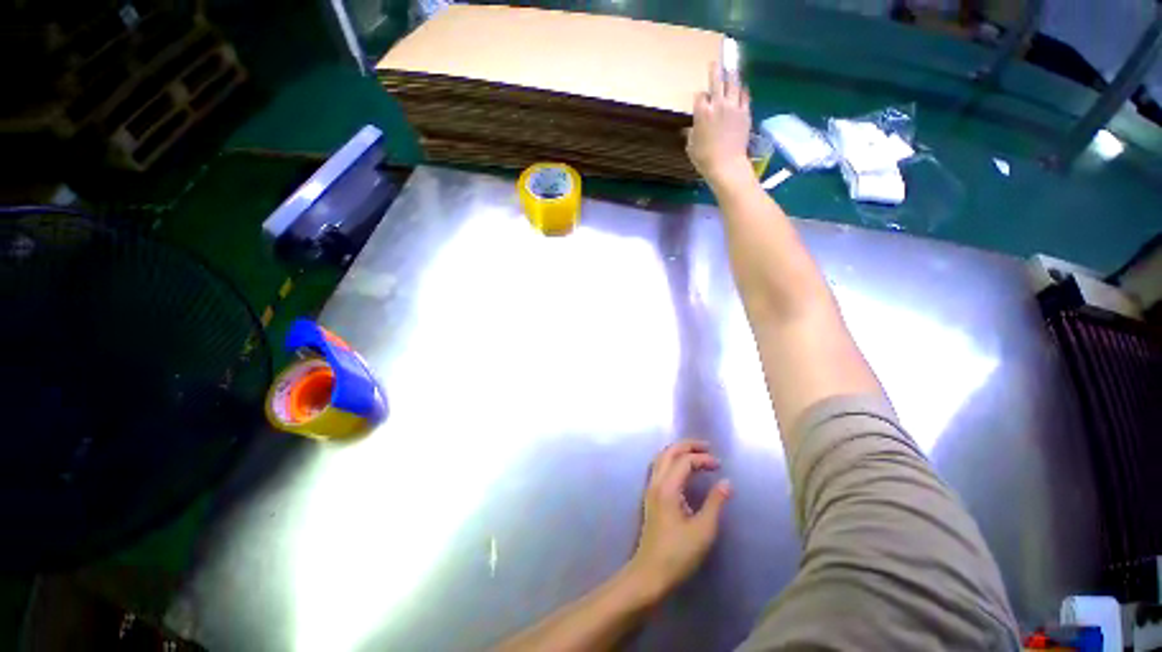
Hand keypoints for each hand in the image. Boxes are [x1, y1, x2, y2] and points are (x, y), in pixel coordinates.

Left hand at [628, 439, 731, 600]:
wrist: (650, 572)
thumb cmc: (678, 553)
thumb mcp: (703, 530)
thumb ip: (715, 503)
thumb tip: (727, 482)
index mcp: (667, 488)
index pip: (684, 461)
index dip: (703, 459)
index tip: (719, 466)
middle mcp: (656, 482)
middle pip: (669, 452)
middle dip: (687, 446)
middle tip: (706, 447)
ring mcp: (650, 488)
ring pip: (661, 457)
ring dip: (678, 451)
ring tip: (695, 453)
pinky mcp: (650, 496)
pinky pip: (659, 467)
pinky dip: (671, 460)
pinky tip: (681, 468)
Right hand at [686, 64, 752, 187]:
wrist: (726, 165)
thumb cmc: (704, 159)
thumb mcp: (691, 147)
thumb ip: (691, 133)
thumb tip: (691, 129)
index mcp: (702, 113)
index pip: (700, 96)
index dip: (699, 97)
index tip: (700, 99)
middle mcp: (718, 104)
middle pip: (717, 81)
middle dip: (714, 71)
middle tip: (714, 63)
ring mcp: (734, 107)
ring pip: (733, 83)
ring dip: (731, 74)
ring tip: (731, 68)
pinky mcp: (745, 112)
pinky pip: (745, 95)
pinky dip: (742, 90)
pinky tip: (741, 87)